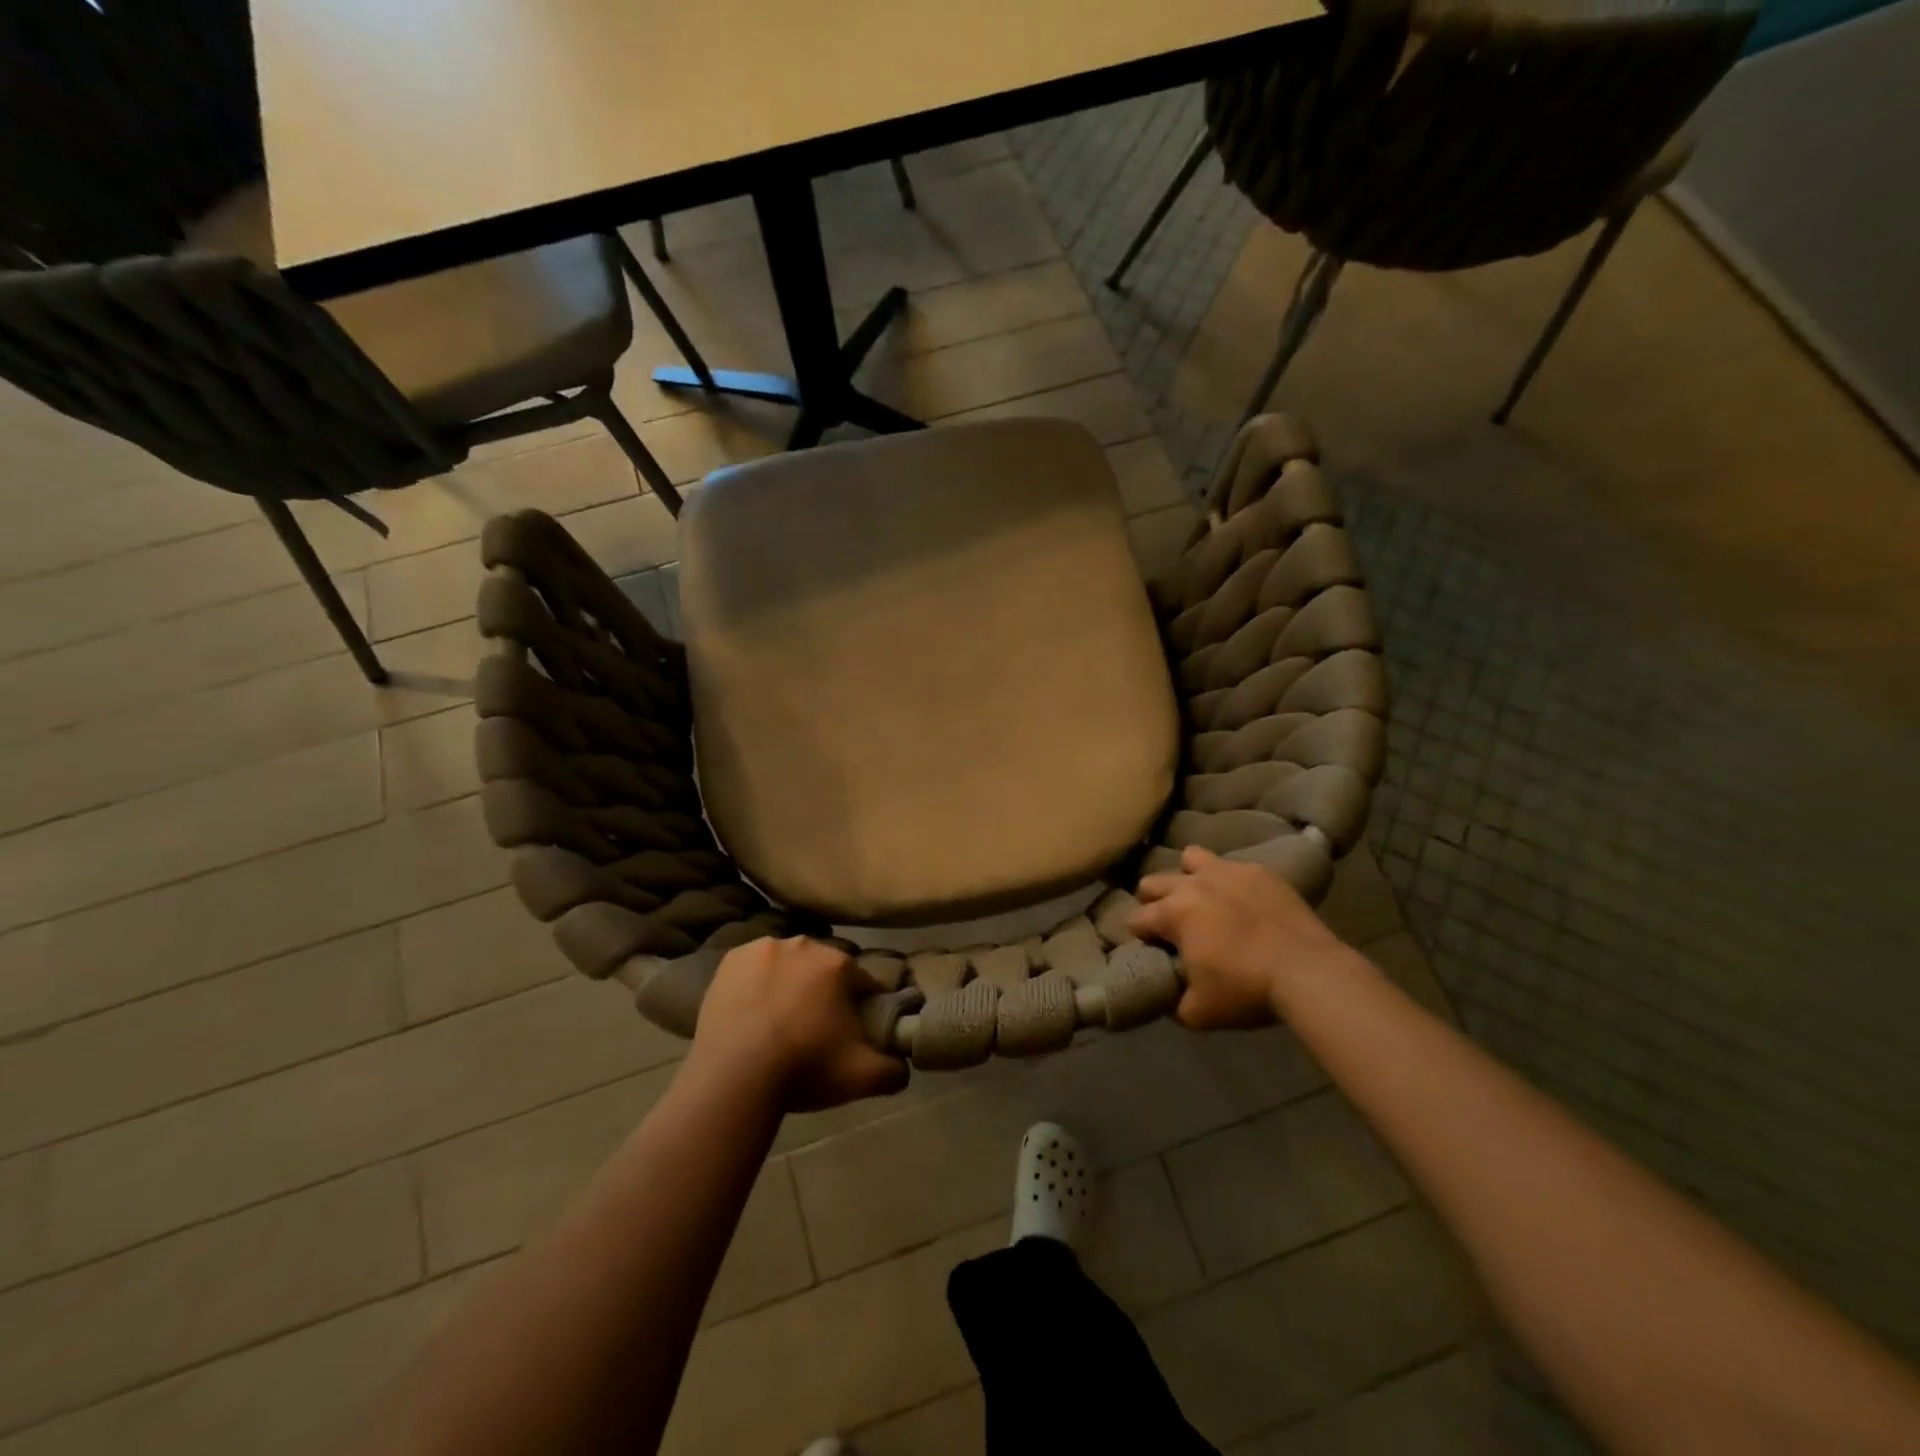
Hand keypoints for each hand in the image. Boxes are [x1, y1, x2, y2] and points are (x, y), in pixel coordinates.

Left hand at [690, 936, 909, 1111]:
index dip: (862, 1006)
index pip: (863, 981)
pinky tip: (753, 1011)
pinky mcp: (731, 960)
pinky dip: (758, 982)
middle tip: (815, 1028)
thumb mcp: (863, 1078)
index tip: (853, 1032)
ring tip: (779, 1021)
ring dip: (790, 983)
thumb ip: (895, 1069)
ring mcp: (763, 948)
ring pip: (788, 963)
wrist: (733, 1077)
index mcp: (839, 963)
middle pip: (824, 968)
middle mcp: (804, 944)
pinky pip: (755, 967)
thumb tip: (903, 1064)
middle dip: (824, 991)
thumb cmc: (804, 1069)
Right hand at [1129, 845, 1361, 1029]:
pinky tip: (1241, 900)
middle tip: (1169, 925)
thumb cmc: (1246, 990)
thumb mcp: (1199, 1013)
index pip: (1136, 919)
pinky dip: (1230, 881)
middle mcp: (1193, 884)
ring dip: (1188, 877)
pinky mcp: (1260, 872)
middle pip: (1153, 882)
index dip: (1138, 936)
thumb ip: (1174, 1002)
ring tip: (1201, 899)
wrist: (1308, 972)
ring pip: (1191, 858)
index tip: (1148, 948)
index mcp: (1174, 913)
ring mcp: (1228, 871)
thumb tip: (1168, 996)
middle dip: (1153, 901)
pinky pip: (1233, 866)